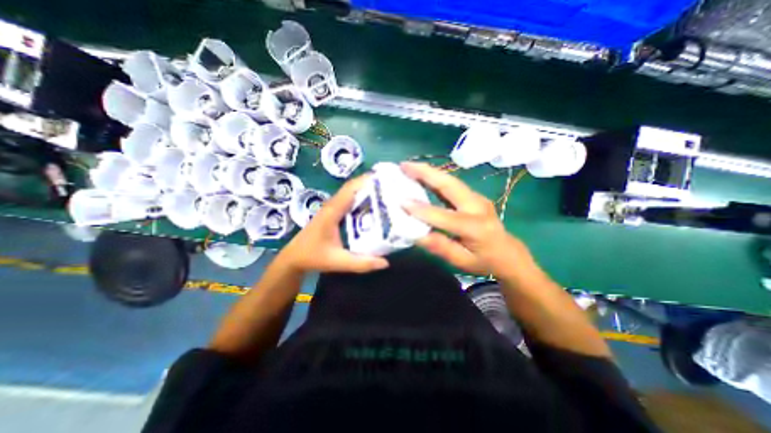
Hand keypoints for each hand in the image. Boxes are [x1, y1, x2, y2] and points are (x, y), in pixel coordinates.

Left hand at [277, 173, 389, 273]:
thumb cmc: (313, 257)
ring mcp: (332, 208)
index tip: (386, 178)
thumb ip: (361, 263)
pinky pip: (349, 200)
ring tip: (386, 192)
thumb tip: (385, 262)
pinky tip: (373, 205)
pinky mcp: (333, 212)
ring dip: (366, 190)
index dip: (367, 181)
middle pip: (353, 187)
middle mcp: (333, 205)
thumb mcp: (338, 261)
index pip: (351, 189)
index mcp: (333, 211)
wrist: (294, 257)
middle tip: (391, 186)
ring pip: (351, 193)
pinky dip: (361, 198)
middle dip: (371, 184)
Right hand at [400, 161, 526, 274]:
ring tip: (408, 166)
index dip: (422, 210)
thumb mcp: (462, 261)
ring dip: (429, 171)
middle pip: (450, 185)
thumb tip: (416, 234)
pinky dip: (435, 177)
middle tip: (404, 165)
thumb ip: (441, 247)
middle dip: (425, 173)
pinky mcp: (473, 196)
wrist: (508, 252)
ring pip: (450, 180)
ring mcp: (477, 198)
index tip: (401, 202)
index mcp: (476, 227)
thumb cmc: (484, 260)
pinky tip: (422, 174)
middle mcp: (478, 207)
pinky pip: (451, 184)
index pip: (445, 216)